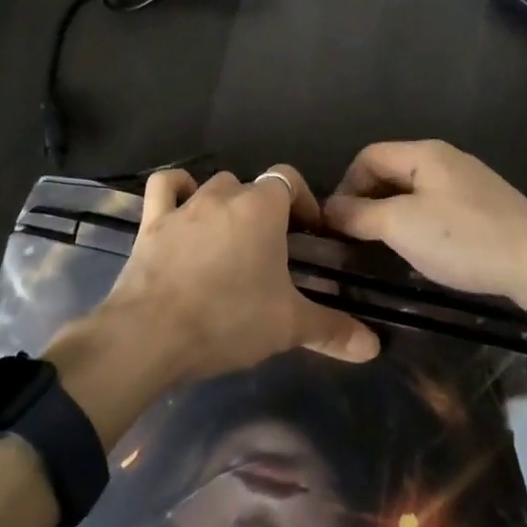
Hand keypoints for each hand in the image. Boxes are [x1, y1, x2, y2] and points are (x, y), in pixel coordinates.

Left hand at [99, 166, 379, 385]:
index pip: (289, 179)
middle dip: (265, 209)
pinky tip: (183, 206)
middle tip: (272, 248)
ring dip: (226, 203)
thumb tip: (374, 346)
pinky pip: (165, 187)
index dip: (302, 200)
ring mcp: (185, 205)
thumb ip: (332, 330)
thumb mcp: (288, 326)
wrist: (152, 334)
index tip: (309, 231)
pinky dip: (176, 189)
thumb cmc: (228, 320)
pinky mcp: (152, 221)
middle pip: (252, 187)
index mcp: (262, 208)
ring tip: (231, 238)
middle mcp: (224, 195)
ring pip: (213, 186)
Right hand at [322, 140, 526, 306]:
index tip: (338, 224)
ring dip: (392, 215)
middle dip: (367, 201)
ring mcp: (469, 182)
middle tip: (356, 238)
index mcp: (424, 153)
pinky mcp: (486, 207)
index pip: (367, 156)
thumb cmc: (463, 238)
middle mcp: (446, 159)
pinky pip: (438, 207)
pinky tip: (423, 251)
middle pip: (391, 171)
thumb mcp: (401, 226)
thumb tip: (329, 210)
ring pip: (414, 192)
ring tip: (384, 247)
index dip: (345, 186)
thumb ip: (359, 215)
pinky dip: (419, 224)